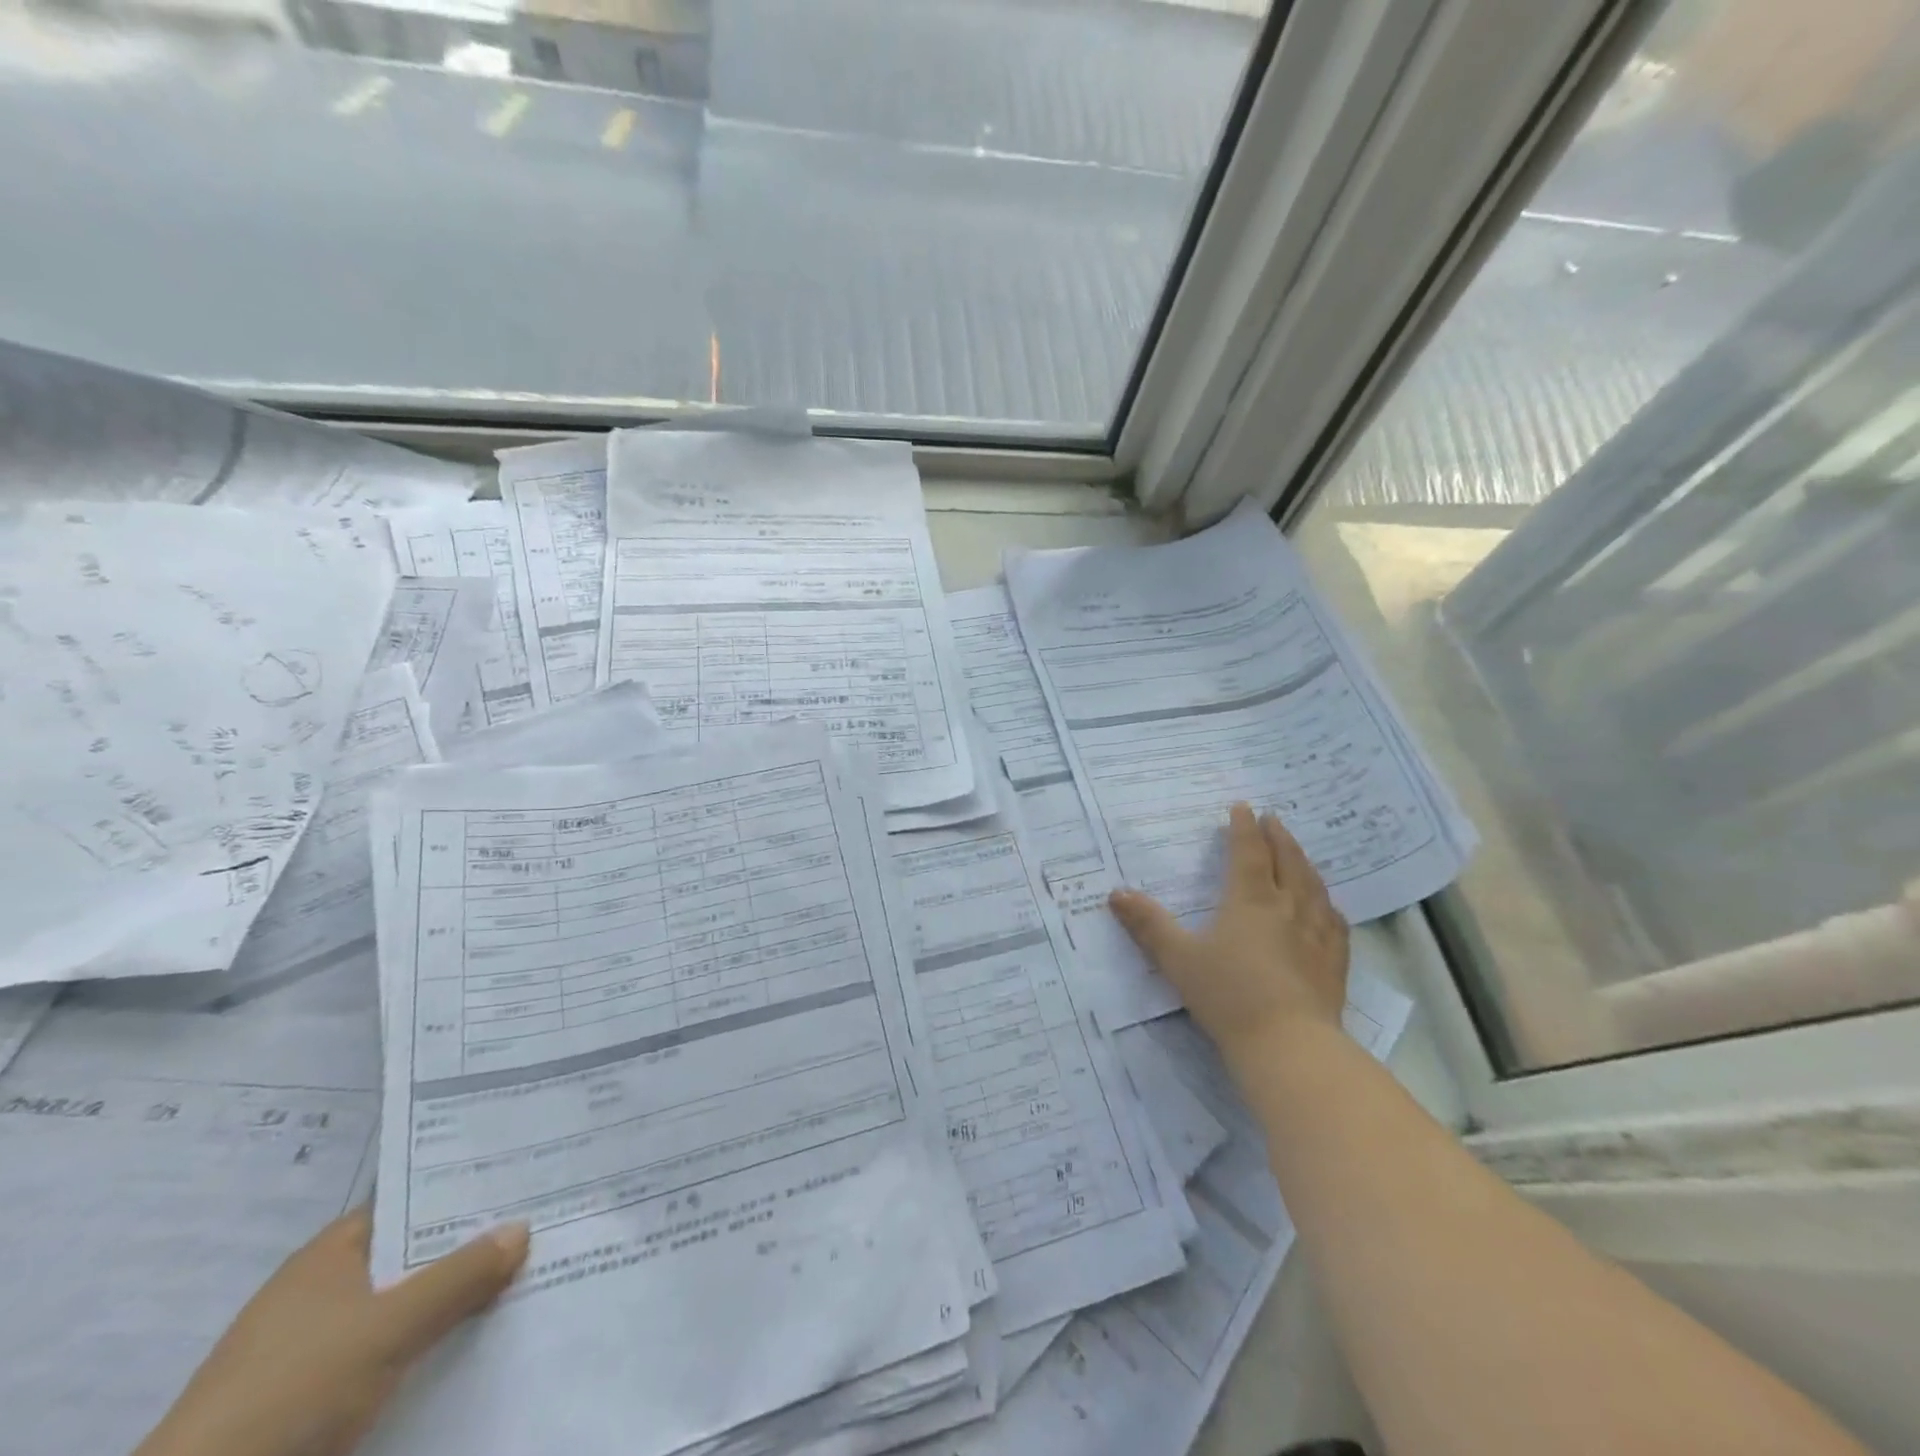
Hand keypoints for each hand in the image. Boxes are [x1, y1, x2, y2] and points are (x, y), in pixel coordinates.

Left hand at [135, 1208, 528, 1455]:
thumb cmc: (291, 1393)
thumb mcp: (388, 1329)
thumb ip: (459, 1276)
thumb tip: (523, 1227)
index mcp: (330, 1254)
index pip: (411, 1200)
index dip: (465, 1189)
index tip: (522, 1178)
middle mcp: (322, 1289)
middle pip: (412, 1254)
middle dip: (470, 1247)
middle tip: (540, 1225)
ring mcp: (314, 1347)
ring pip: (403, 1307)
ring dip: (453, 1301)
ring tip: (523, 1282)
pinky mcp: (312, 1399)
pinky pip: (389, 1353)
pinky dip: (428, 1347)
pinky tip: (472, 1346)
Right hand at [1109, 802, 1348, 1070]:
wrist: (1289, 1046)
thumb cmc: (1229, 996)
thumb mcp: (1178, 959)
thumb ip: (1148, 925)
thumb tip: (1116, 893)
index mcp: (1251, 901)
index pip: (1248, 853)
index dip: (1243, 828)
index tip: (1242, 806)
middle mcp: (1288, 908)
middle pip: (1288, 862)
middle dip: (1278, 837)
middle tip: (1274, 819)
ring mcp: (1317, 935)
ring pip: (1314, 887)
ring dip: (1304, 863)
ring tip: (1298, 854)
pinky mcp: (1335, 963)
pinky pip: (1334, 922)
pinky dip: (1328, 905)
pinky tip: (1328, 908)